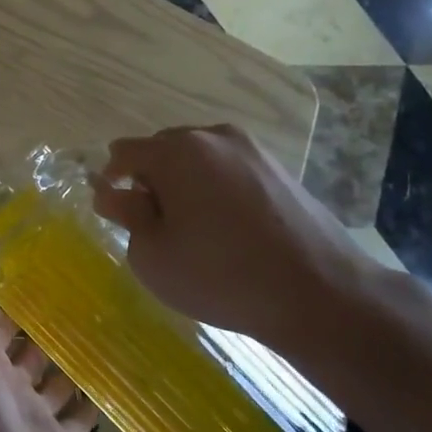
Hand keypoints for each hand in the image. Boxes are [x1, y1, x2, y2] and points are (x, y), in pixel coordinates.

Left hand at [0, 305, 96, 431]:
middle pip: (29, 357)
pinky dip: (91, 404)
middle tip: (77, 317)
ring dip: (71, 369)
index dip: (13, 315)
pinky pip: (79, 420)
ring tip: (97, 343)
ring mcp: (33, 417)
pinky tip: (108, 382)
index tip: (43, 295)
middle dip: (46, 339)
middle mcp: (5, 388)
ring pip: (56, 386)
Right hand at [90, 124, 388, 348]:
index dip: (111, 182)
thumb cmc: (220, 276)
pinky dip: (215, 191)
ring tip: (194, 231)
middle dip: (149, 181)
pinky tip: (228, 231)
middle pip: (162, 149)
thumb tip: (111, 192)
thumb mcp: (152, 254)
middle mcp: (215, 137)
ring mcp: (253, 151)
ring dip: (184, 185)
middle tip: (156, 229)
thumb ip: (126, 214)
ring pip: (197, 159)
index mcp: (177, 152)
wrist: (320, 294)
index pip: (123, 153)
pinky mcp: (280, 170)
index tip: (120, 218)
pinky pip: (228, 171)